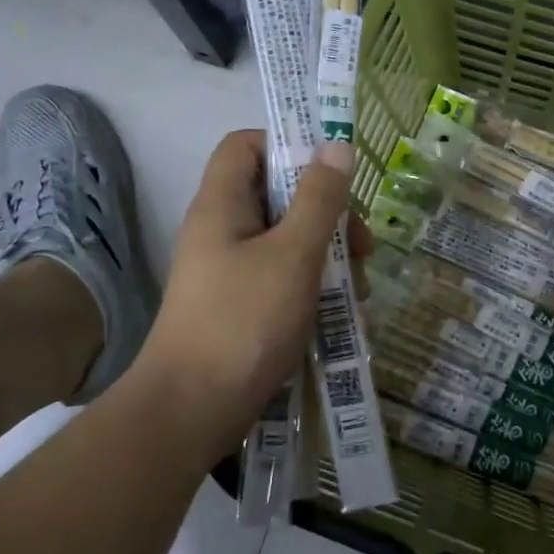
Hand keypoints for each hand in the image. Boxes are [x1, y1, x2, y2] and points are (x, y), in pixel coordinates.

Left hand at [133, 130, 371, 455]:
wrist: (192, 409)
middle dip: (327, 215)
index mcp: (222, 204)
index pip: (247, 145)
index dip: (289, 145)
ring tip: (359, 291)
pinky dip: (312, 289)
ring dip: (327, 257)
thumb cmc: (244, 321)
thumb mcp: (293, 255)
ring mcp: (229, 272)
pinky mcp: (239, 307)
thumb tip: (336, 144)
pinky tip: (342, 316)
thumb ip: (319, 199)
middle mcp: (221, 230)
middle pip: (277, 196)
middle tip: (361, 247)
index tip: (333, 173)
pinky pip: (281, 280)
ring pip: (286, 242)